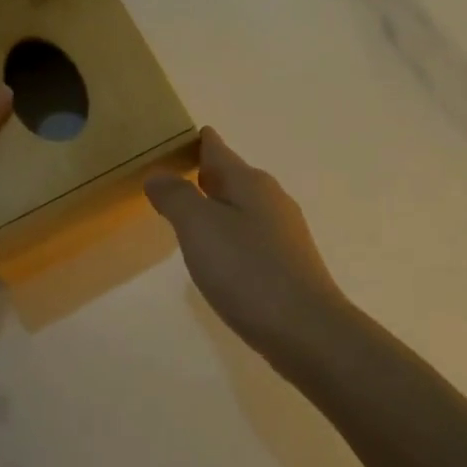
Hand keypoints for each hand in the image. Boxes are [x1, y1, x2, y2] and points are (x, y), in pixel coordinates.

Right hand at [145, 129, 357, 368]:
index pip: (218, 150)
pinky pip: (250, 235)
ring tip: (190, 210)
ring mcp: (283, 232)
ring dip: (217, 204)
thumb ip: (177, 197)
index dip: (197, 141)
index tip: (175, 136)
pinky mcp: (287, 263)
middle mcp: (271, 199)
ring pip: (242, 206)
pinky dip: (229, 232)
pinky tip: (219, 252)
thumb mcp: (201, 227)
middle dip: (205, 172)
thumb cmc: (248, 271)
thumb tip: (159, 174)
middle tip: (173, 172)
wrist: (306, 329)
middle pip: (232, 176)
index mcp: (251, 183)